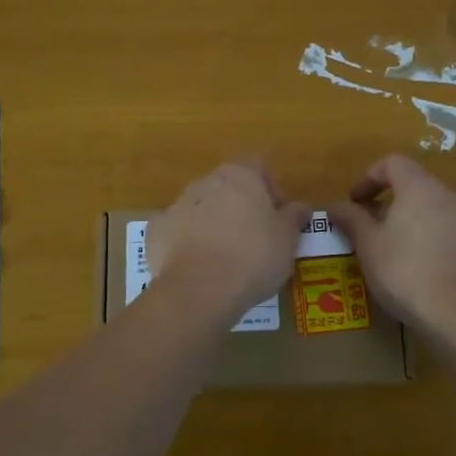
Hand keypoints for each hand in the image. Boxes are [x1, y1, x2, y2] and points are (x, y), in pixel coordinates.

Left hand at [148, 162, 309, 317]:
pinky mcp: (156, 231)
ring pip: (200, 207)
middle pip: (227, 186)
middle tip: (254, 237)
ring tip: (225, 256)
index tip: (277, 216)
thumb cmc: (254, 257)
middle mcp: (205, 182)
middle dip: (240, 206)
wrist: (200, 289)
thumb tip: (300, 207)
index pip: (258, 166)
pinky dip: (186, 242)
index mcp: (239, 175)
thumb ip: (293, 218)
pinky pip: (177, 230)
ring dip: (213, 222)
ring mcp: (177, 205)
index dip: (270, 188)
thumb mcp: (287, 240)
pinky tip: (197, 266)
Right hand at [329, 155, 455, 332]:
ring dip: (405, 219)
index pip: (392, 163)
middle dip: (386, 201)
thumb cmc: (405, 270)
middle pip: (412, 184)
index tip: (354, 202)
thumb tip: (335, 206)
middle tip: (366, 226)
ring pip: (429, 207)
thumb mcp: (368, 245)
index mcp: (419, 187)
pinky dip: (424, 235)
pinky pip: (443, 228)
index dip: (368, 177)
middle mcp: (447, 195)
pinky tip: (413, 265)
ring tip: (388, 247)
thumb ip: (351, 219)